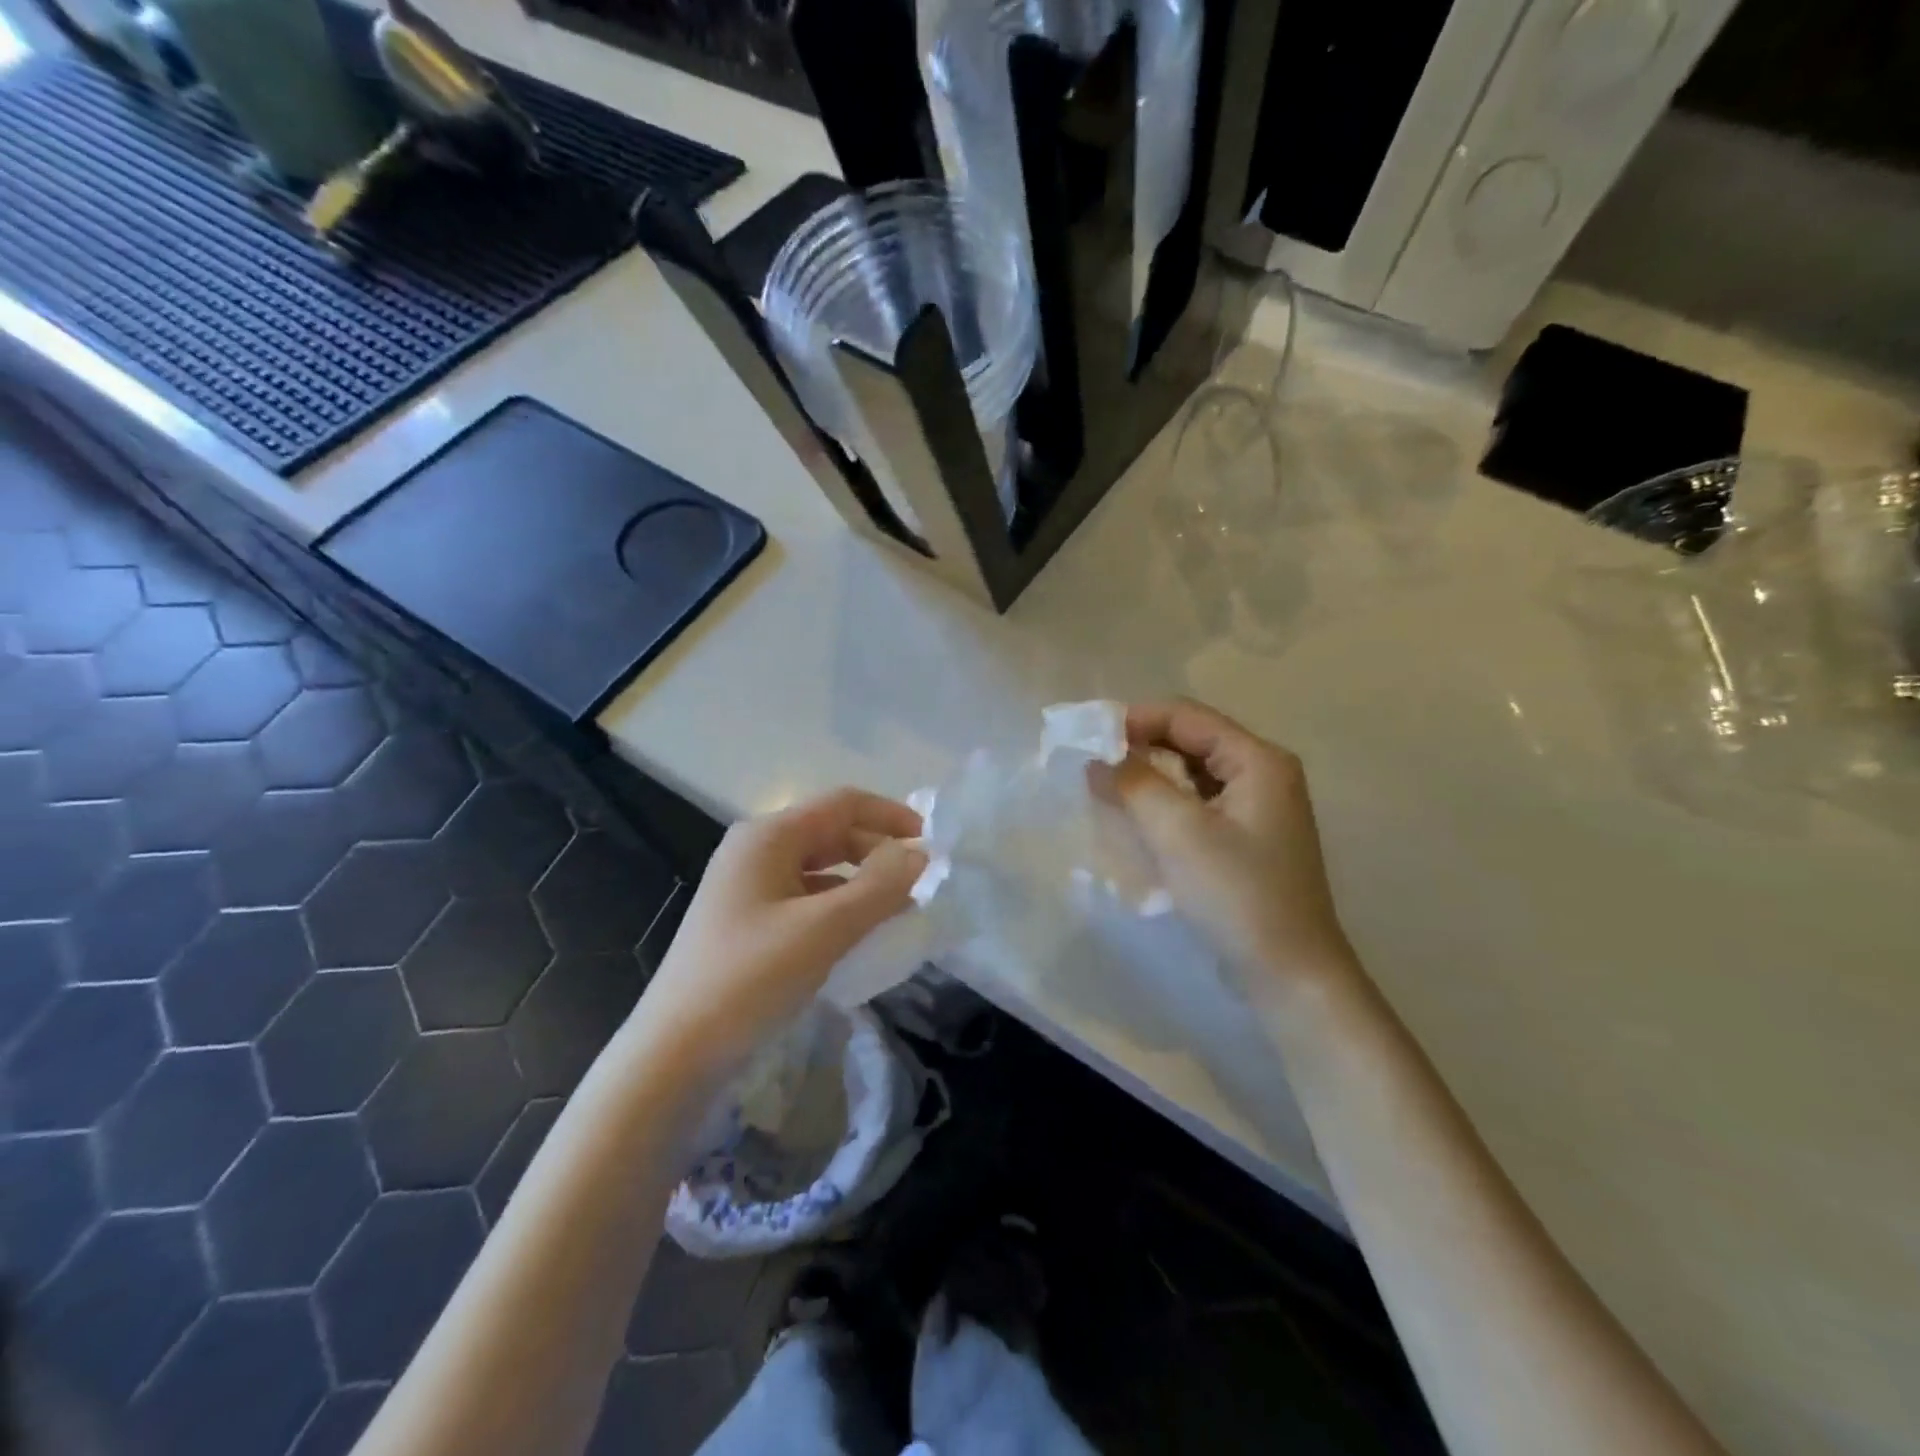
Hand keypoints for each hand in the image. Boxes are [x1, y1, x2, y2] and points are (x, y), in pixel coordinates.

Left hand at [631, 789, 926, 1076]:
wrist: (673, 1053)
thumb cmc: (750, 977)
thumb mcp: (824, 928)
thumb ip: (880, 886)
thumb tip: (923, 854)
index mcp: (768, 836)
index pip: (843, 803)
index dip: (891, 815)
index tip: (933, 844)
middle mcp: (756, 851)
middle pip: (831, 833)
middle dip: (879, 852)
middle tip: (922, 884)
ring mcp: (748, 888)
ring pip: (820, 870)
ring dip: (862, 884)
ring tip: (900, 911)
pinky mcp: (748, 922)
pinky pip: (806, 900)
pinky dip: (839, 909)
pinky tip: (860, 937)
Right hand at [1115, 700, 1356, 989]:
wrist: (1290, 974)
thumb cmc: (1236, 893)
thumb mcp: (1178, 831)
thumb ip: (1133, 784)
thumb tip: (1097, 758)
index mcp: (1258, 760)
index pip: (1186, 716)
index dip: (1135, 720)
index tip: (1087, 739)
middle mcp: (1263, 773)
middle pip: (1190, 741)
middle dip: (1139, 748)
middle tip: (1091, 767)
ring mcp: (1257, 808)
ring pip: (1191, 774)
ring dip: (1149, 778)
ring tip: (1105, 792)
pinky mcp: (1246, 839)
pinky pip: (1197, 804)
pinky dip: (1165, 804)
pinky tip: (1136, 821)